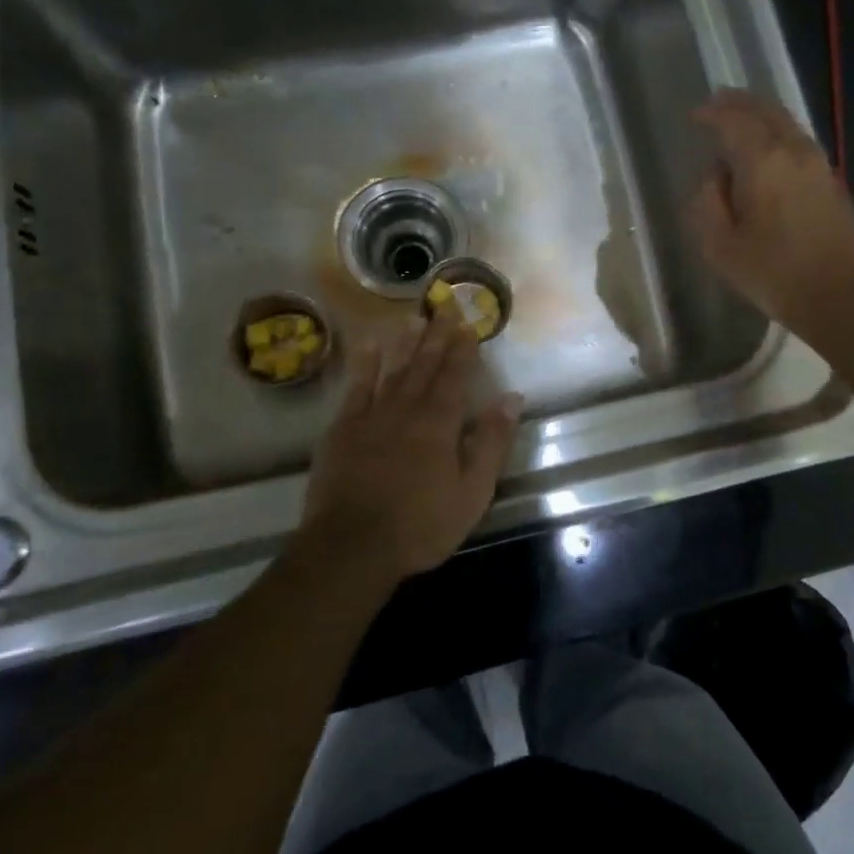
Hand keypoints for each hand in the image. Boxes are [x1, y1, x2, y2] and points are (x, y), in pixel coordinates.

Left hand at [298, 309, 522, 587]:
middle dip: (437, 335)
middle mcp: (406, 409)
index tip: (469, 324)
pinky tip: (370, 345)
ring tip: (413, 317)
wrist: (351, 547)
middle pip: (424, 365)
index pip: (454, 376)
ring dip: (404, 342)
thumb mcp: (472, 492)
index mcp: (439, 424)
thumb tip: (511, 397)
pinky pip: (356, 387)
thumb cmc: (420, 526)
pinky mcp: (342, 429)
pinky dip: (365, 364)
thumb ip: (492, 442)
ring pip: (391, 369)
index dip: (463, 349)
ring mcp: (370, 416)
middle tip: (445, 306)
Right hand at [688, 89, 853, 343]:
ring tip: (742, 121)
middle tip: (718, 101)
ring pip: (788, 124)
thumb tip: (715, 175)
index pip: (734, 121)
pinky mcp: (833, 182)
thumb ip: (709, 201)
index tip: (695, 115)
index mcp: (763, 162)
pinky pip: (800, 143)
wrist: (840, 296)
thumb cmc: (773, 273)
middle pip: (767, 111)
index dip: (712, 113)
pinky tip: (770, 151)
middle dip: (740, 103)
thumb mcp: (720, 245)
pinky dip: (779, 135)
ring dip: (762, 116)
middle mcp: (794, 151)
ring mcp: (819, 164)